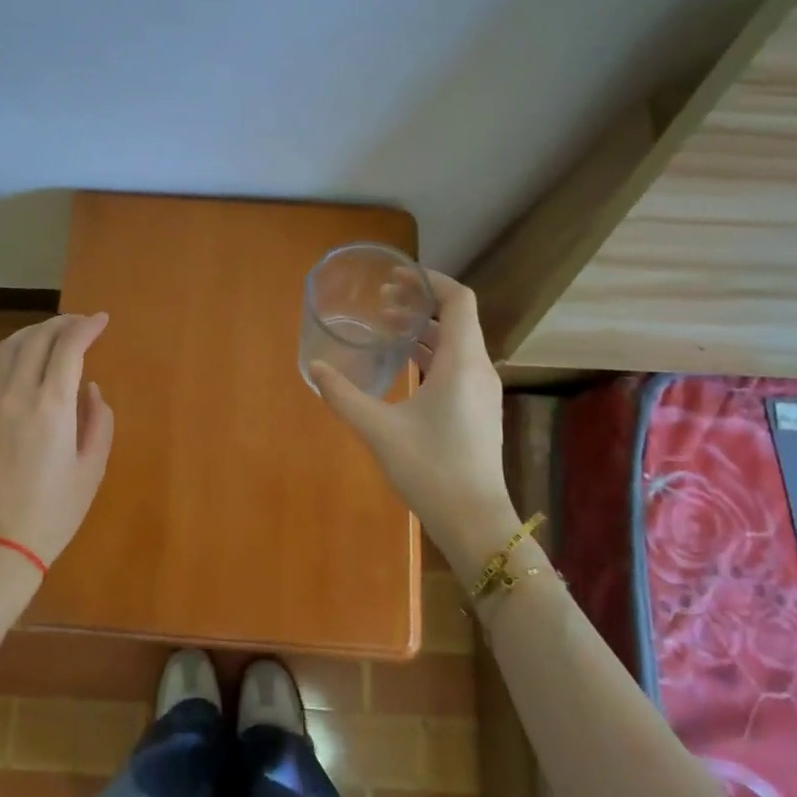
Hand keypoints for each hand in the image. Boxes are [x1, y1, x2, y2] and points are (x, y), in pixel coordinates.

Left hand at [0, 312, 115, 569]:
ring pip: (9, 346)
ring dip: (35, 332)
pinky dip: (9, 351)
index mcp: (50, 407)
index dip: (86, 327)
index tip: (102, 320)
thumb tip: (89, 389)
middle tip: (82, 323)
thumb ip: (99, 420)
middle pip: (37, 338)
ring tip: (54, 334)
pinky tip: (20, 357)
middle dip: (62, 323)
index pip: (68, 347)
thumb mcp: (92, 468)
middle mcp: (15, 394)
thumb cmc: (54, 512)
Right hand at [310, 271, 515, 575]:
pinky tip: (404, 367)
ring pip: (456, 344)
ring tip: (386, 328)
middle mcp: (478, 368)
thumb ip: (344, 396)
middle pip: (456, 318)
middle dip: (420, 303)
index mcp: (462, 362)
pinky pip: (456, 366)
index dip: (431, 280)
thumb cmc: (431, 468)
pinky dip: (431, 354)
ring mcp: (482, 391)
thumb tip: (315, 369)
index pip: (459, 300)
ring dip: (424, 330)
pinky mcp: (478, 410)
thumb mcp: (379, 429)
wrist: (474, 520)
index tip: (398, 276)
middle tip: (381, 300)